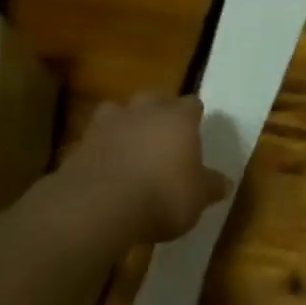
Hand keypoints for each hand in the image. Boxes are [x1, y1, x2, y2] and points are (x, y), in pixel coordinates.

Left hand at [62, 93, 231, 243]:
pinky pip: (96, 137)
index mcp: (179, 119)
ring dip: (125, 123)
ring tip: (130, 144)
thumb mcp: (197, 198)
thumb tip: (225, 183)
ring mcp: (108, 124)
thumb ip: (211, 187)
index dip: (193, 115)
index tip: (196, 129)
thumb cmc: (162, 196)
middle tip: (163, 134)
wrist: (99, 205)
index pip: (192, 104)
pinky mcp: (80, 143)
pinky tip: (107, 166)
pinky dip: (102, 147)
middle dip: (158, 112)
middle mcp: (144, 112)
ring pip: (119, 110)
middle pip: (154, 98)